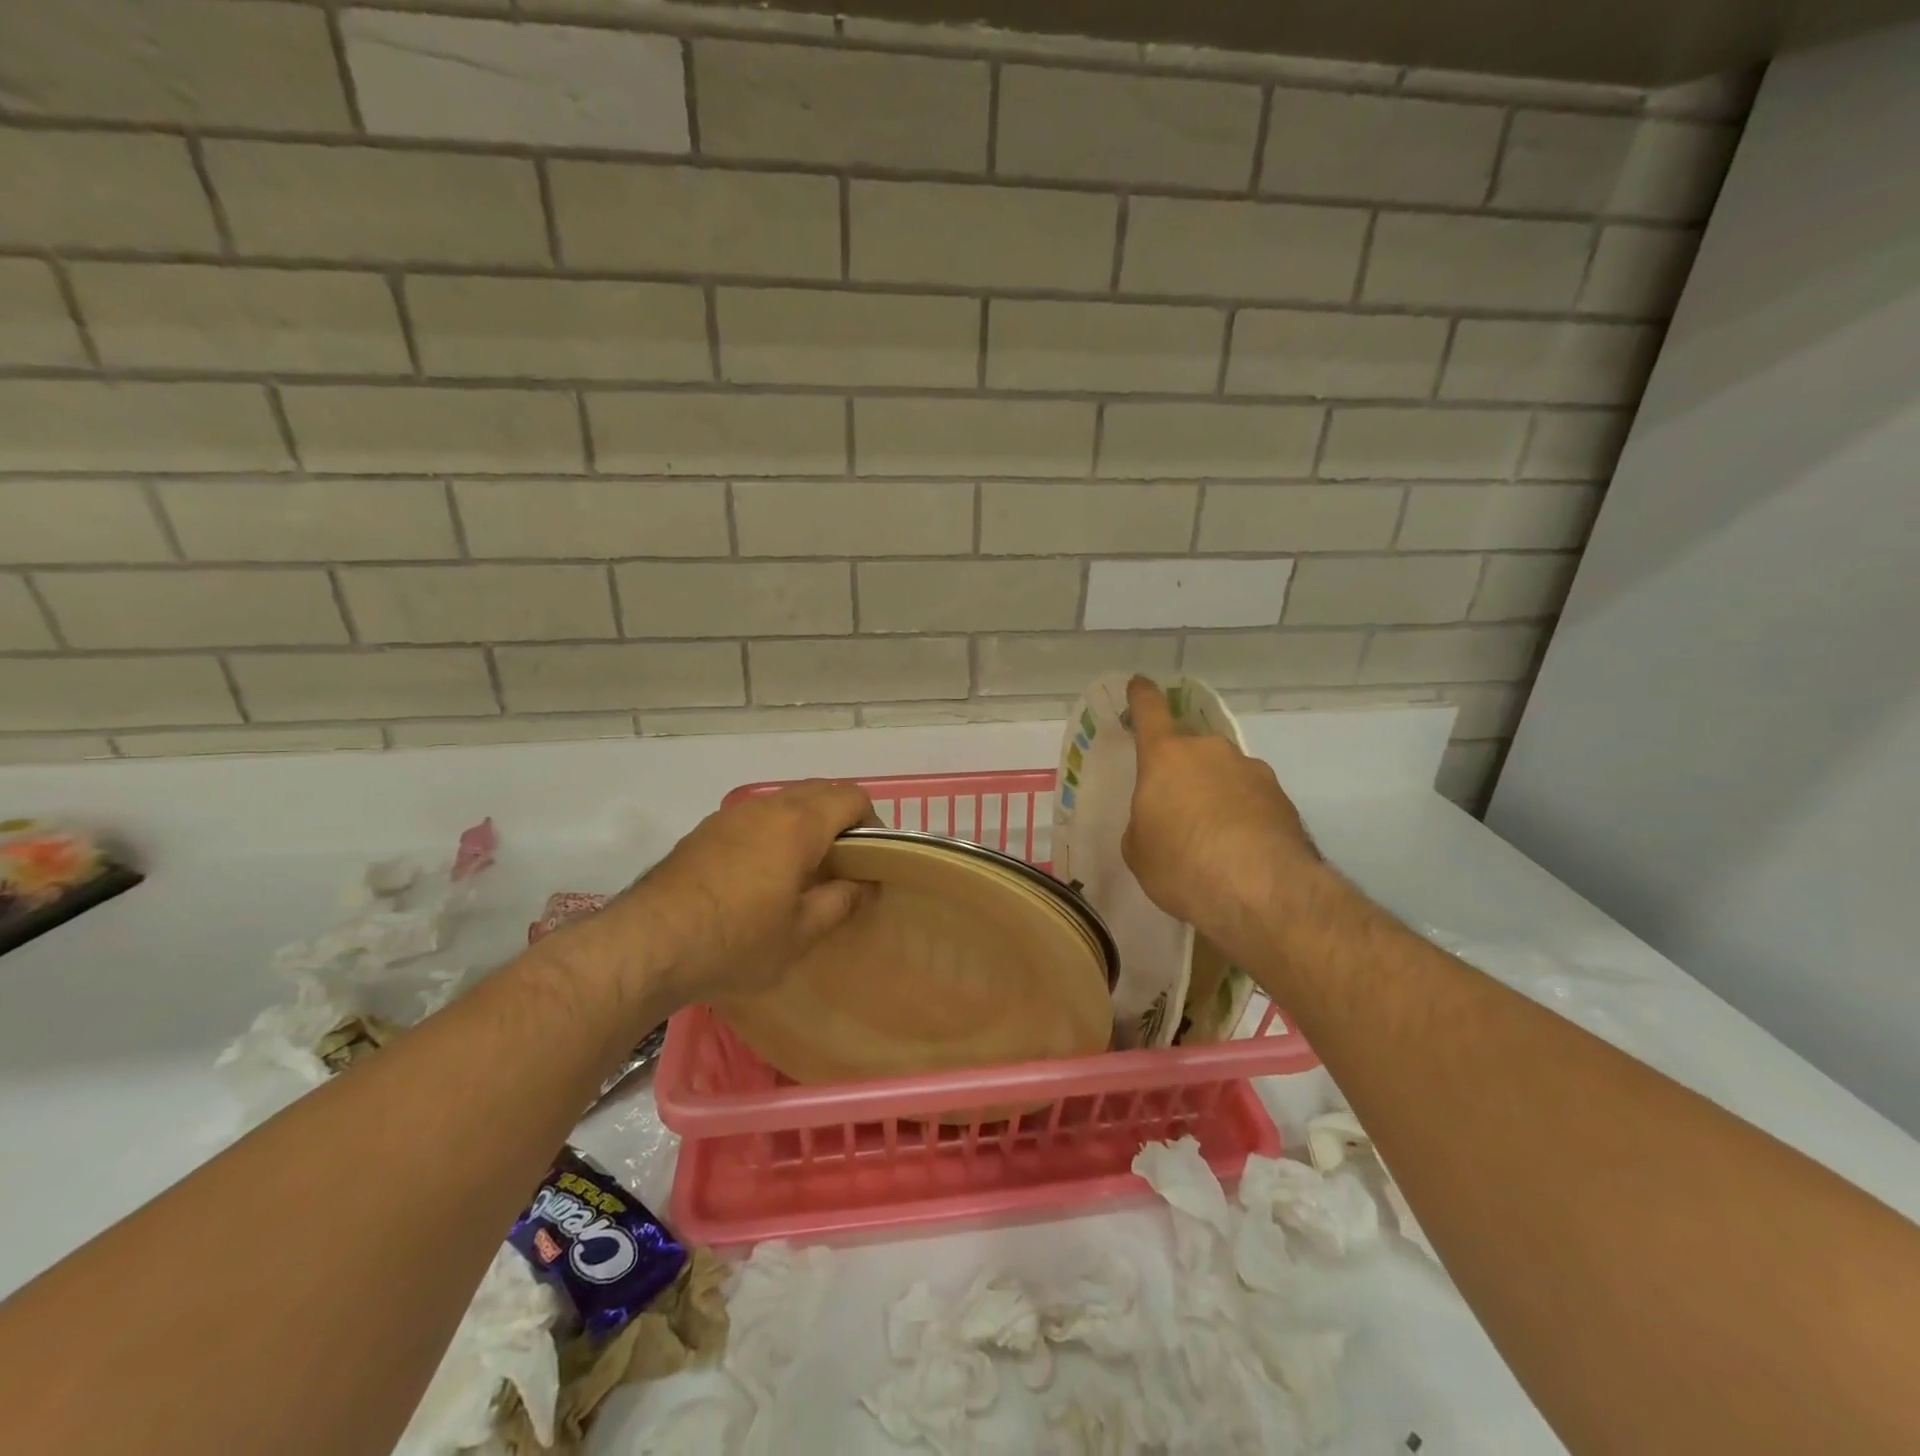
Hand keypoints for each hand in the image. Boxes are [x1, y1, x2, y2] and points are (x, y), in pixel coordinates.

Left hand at [602, 781, 876, 1006]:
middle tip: (844, 864)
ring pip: (786, 801)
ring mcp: (732, 814)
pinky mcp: (706, 829)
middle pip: (820, 791)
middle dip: (841, 819)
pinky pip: (756, 816)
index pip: (852, 797)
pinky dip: (774, 831)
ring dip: (806, 823)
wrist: (647, 943)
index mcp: (800, 824)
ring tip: (804, 869)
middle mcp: (768, 806)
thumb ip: (840, 902)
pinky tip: (761, 874)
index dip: (872, 822)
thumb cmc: (736, 941)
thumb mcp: (800, 934)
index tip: (872, 858)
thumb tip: (864, 885)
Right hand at [1122, 676, 1320, 956]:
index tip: (1140, 684)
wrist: (1262, 891)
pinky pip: (1251, 799)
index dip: (1142, 696)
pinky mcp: (1283, 799)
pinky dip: (1243, 816)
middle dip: (1182, 771)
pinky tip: (1240, 850)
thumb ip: (1144, 822)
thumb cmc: (1181, 864)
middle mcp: (1211, 752)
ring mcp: (1253, 771)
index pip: (1150, 711)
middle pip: (1191, 749)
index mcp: (1167, 756)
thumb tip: (1162, 818)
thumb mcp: (1139, 850)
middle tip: (1176, 809)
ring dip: (1215, 794)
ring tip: (1213, 838)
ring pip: (1225, 774)